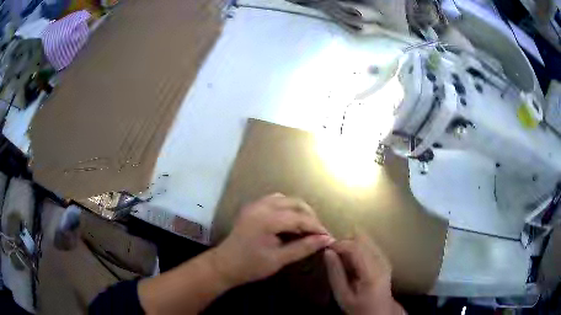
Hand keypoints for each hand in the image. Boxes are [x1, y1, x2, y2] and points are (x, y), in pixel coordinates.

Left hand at [210, 193, 333, 286]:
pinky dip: (288, 208)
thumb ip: (304, 247)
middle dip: (310, 216)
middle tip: (318, 233)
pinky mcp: (253, 207)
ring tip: (307, 228)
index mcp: (267, 219)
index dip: (317, 227)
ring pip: (286, 199)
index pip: (300, 217)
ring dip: (300, 211)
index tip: (328, 237)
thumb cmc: (251, 266)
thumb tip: (326, 239)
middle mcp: (261, 206)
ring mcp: (255, 204)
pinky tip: (290, 222)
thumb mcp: (279, 259)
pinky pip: (276, 201)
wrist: (224, 265)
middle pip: (295, 203)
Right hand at [324, 233, 404, 314]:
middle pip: (363, 239)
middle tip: (333, 253)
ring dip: (352, 243)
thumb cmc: (358, 306)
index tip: (326, 249)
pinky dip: (358, 247)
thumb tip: (327, 251)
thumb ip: (335, 273)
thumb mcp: (342, 295)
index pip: (356, 247)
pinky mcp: (385, 259)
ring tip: (341, 257)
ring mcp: (385, 259)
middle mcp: (382, 261)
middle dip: (345, 242)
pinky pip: (370, 245)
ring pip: (367, 239)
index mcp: (372, 272)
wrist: (378, 311)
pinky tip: (352, 260)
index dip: (339, 244)